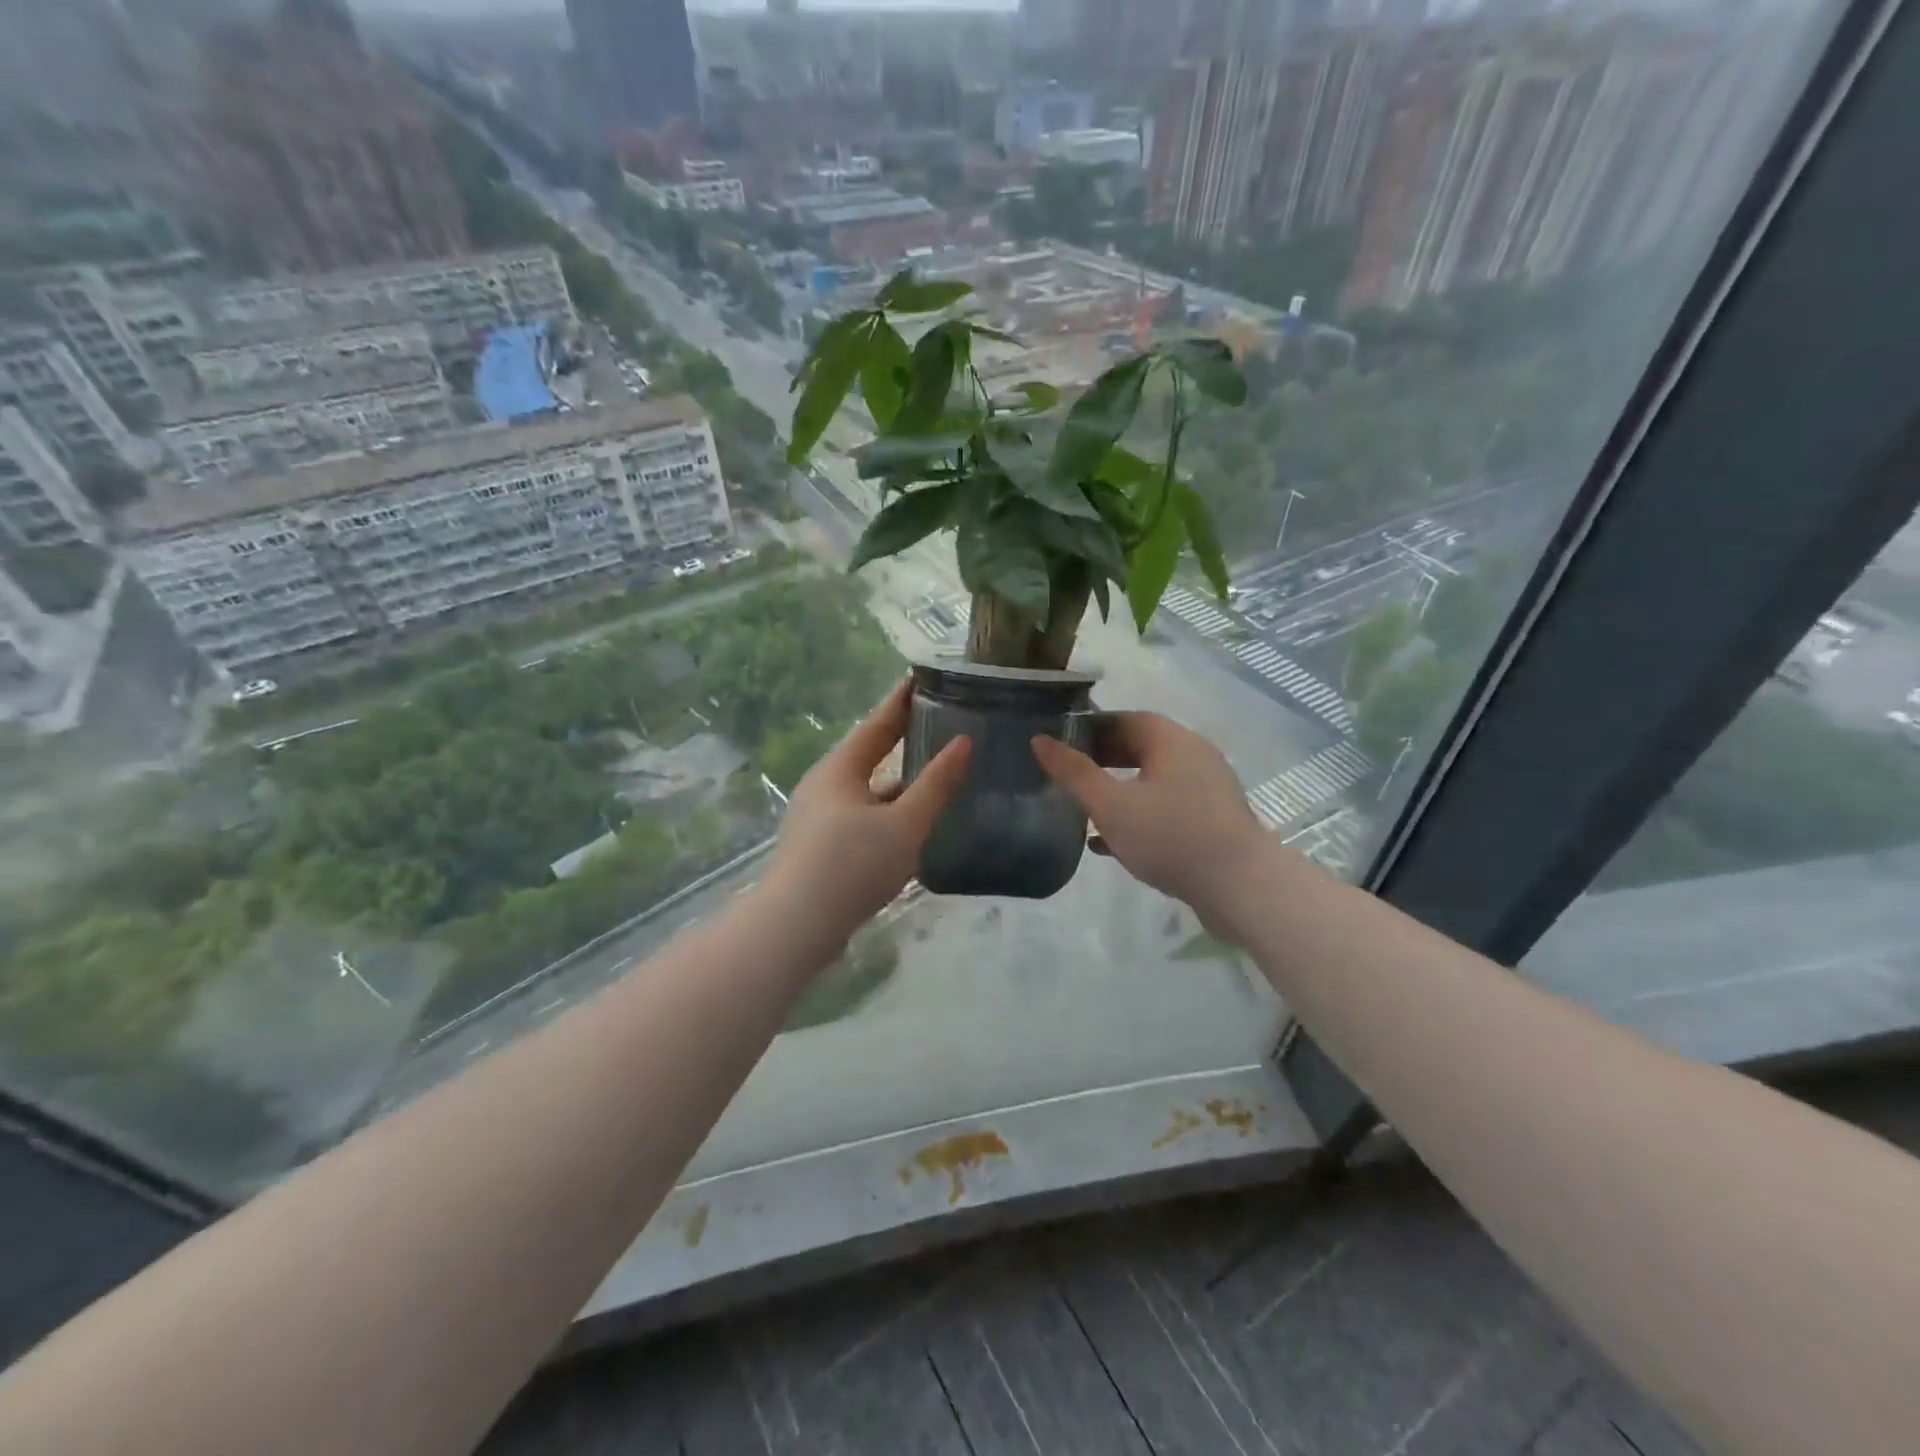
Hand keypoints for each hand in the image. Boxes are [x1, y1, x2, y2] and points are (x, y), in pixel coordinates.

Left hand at [764, 680, 971, 947]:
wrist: (797, 926)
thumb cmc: (853, 865)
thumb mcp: (904, 824)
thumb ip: (936, 784)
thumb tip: (963, 743)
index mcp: (840, 769)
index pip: (878, 724)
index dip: (902, 701)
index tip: (923, 678)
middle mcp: (825, 786)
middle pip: (870, 755)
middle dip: (902, 740)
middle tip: (938, 723)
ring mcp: (819, 818)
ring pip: (867, 791)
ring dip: (898, 783)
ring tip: (935, 775)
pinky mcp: (820, 848)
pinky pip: (862, 817)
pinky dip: (888, 813)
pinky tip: (911, 826)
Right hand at [1032, 713, 1272, 927]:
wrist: (1242, 888)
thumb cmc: (1171, 836)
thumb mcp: (1111, 805)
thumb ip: (1073, 773)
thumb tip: (1039, 740)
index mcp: (1171, 740)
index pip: (1125, 719)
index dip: (1090, 728)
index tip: (1059, 744)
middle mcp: (1193, 756)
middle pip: (1140, 748)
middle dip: (1101, 760)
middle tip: (1066, 776)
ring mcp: (1206, 789)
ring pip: (1151, 781)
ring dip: (1118, 790)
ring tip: (1082, 808)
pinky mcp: (1211, 821)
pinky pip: (1166, 808)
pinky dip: (1137, 815)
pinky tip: (1109, 843)